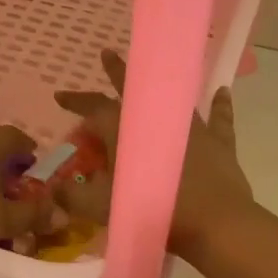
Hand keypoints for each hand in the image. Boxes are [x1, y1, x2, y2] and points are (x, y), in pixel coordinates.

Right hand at [54, 49, 254, 260]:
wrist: (212, 223)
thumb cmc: (152, 210)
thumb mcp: (102, 207)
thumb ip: (74, 195)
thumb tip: (55, 188)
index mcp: (125, 129)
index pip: (93, 108)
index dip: (76, 101)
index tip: (60, 96)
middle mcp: (158, 117)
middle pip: (134, 89)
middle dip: (117, 71)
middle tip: (107, 54)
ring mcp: (191, 126)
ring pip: (173, 97)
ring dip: (161, 85)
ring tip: (154, 73)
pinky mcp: (218, 141)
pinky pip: (219, 118)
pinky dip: (220, 105)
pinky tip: (222, 91)